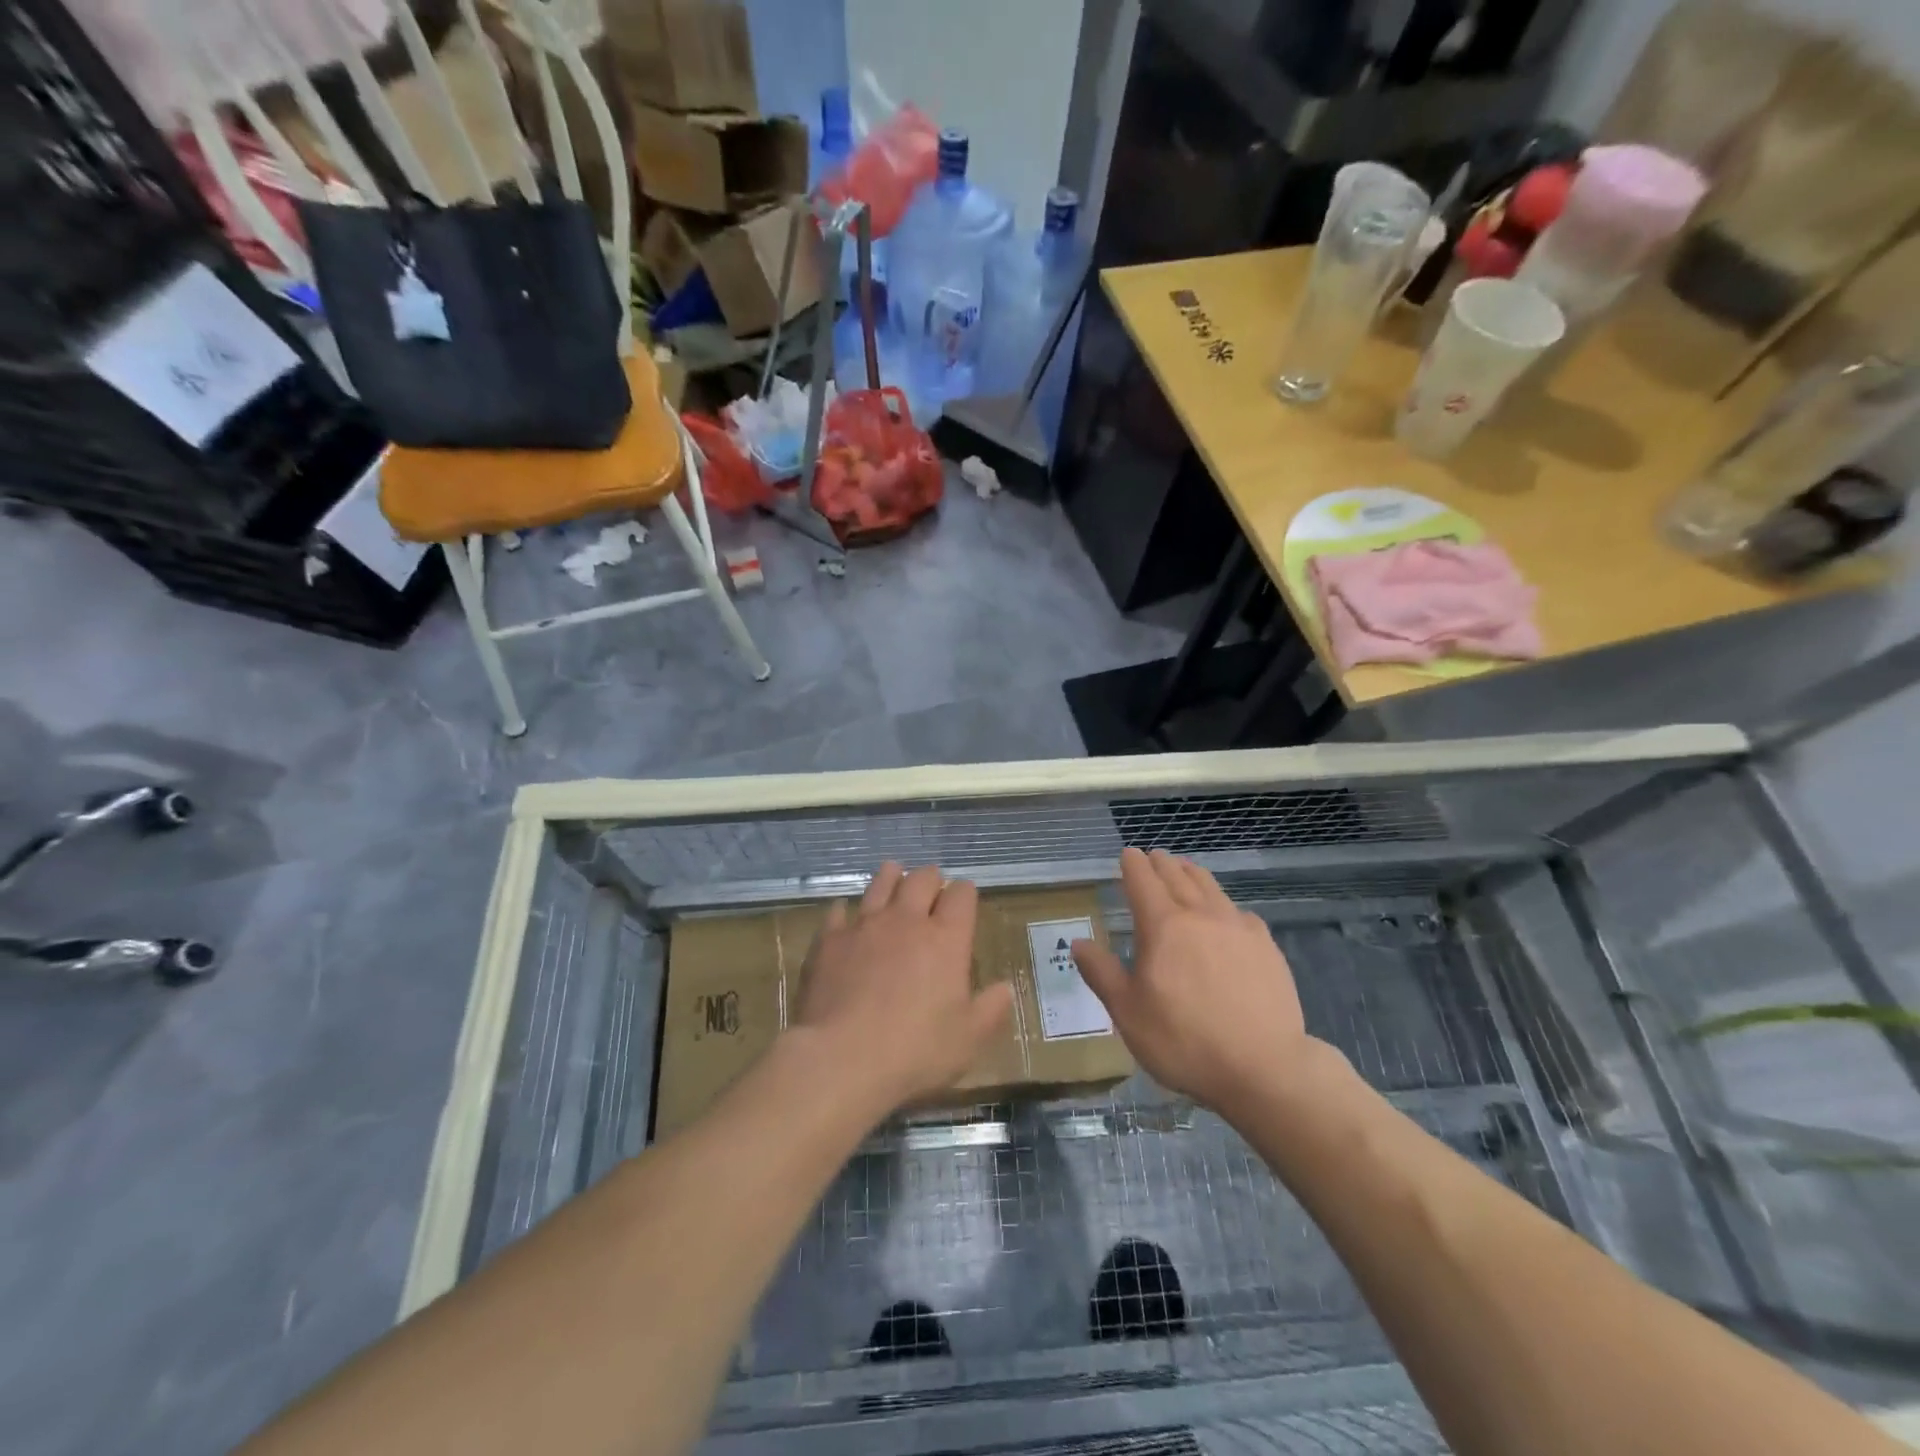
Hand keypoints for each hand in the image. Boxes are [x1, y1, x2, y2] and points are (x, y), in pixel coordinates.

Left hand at [793, 863, 1013, 1115]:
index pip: (961, 895)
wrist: (841, 1058)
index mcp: (945, 939)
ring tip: (893, 877)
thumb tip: (1005, 988)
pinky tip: (845, 915)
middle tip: (931, 888)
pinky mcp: (829, 939)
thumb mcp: (968, 1040)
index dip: (965, 894)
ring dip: (891, 878)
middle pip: (921, 879)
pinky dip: (845, 911)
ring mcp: (864, 925)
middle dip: (930, 879)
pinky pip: (838, 911)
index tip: (964, 901)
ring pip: (880, 883)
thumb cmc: (915, 1051)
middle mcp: (906, 921)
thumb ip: (990, 1009)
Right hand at [1072, 848, 1318, 1113]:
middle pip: (1177, 876)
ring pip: (1210, 887)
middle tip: (1153, 857)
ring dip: (1192, 874)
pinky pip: (1239, 912)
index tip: (1127, 854)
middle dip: (1161, 864)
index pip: (1143, 880)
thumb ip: (1101, 973)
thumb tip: (1078, 943)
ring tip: (1184, 871)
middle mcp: (1200, 915)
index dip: (1132, 864)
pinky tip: (1226, 917)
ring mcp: (1238, 928)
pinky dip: (1224, 905)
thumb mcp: (1128, 1012)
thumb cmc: (1184, 1041)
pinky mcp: (1266, 946)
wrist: (1264, 1068)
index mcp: (1162, 926)